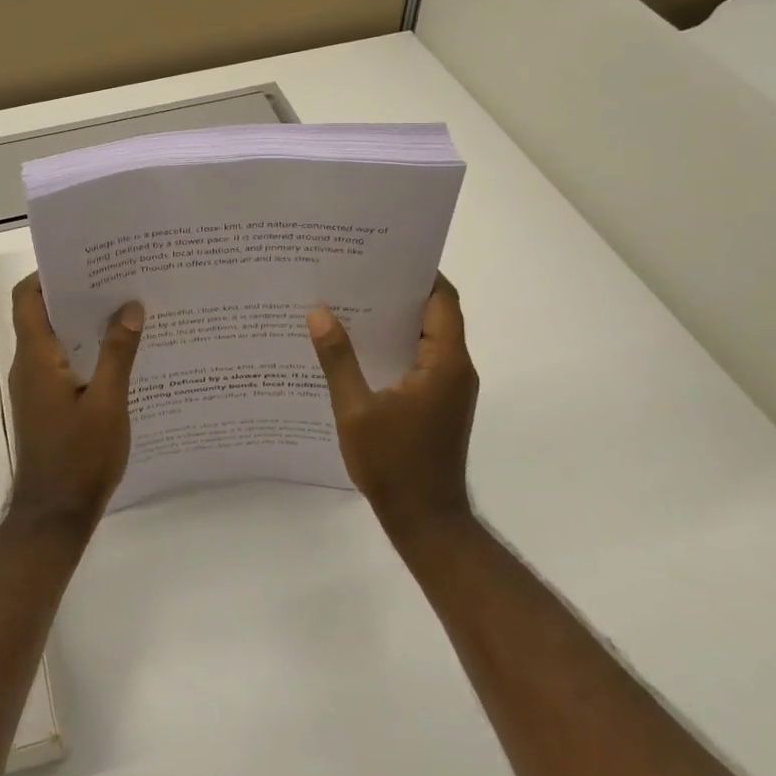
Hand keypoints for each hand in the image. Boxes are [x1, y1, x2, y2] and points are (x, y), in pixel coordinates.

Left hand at [6, 273, 142, 531]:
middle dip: (76, 293)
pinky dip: (84, 350)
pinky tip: (120, 354)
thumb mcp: (108, 404)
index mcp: (36, 358)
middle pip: (42, 314)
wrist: (54, 517)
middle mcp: (29, 366)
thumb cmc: (79, 458)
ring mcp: (35, 387)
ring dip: (82, 322)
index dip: (49, 273)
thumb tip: (129, 306)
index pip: (28, 298)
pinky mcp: (46, 405)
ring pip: (54, 339)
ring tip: (124, 310)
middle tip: (117, 279)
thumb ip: (118, 353)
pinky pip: (62, 363)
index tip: (86, 261)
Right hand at [306, 273, 478, 532]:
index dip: (419, 272)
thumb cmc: (394, 464)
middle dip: (399, 290)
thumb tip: (319, 312)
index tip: (383, 254)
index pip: (442, 300)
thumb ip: (338, 359)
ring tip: (350, 301)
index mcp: (444, 363)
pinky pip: (421, 358)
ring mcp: (449, 387)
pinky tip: (358, 346)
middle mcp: (455, 368)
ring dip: (395, 319)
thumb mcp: (356, 410)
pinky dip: (395, 344)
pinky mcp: (439, 402)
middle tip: (355, 272)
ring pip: (427, 336)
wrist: (426, 522)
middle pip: (435, 313)